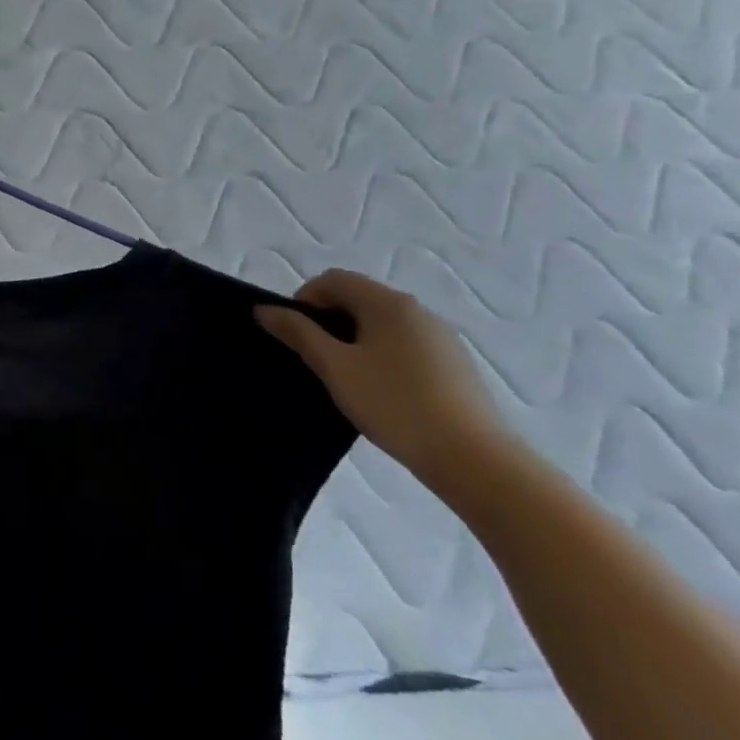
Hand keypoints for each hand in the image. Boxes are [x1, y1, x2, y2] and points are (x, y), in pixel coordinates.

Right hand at [255, 269, 518, 497]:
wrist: (475, 460)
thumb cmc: (394, 404)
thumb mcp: (334, 367)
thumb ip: (298, 333)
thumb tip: (264, 309)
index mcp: (388, 303)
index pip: (333, 280)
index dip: (304, 299)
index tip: (294, 334)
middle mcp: (418, 311)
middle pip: (359, 298)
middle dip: (328, 320)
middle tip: (314, 357)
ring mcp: (442, 338)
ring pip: (382, 324)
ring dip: (354, 339)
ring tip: (345, 377)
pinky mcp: (455, 365)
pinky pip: (405, 345)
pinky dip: (382, 355)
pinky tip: (380, 391)